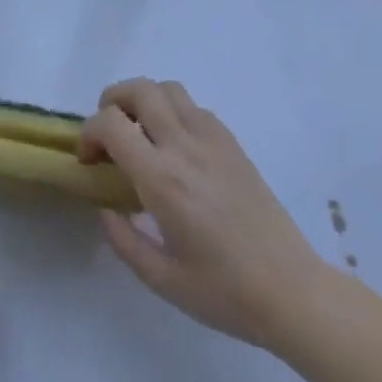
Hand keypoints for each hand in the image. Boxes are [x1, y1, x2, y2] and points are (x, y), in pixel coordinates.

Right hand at [80, 78, 331, 357]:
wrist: (293, 292)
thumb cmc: (226, 293)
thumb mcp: (163, 281)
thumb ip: (124, 241)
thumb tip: (105, 209)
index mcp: (162, 179)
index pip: (111, 124)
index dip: (89, 133)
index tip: (88, 160)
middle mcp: (184, 147)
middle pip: (138, 89)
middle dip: (112, 101)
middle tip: (109, 134)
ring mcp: (212, 139)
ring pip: (167, 88)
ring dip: (144, 100)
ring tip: (140, 132)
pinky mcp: (232, 143)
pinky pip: (193, 106)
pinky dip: (173, 111)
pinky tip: (176, 146)